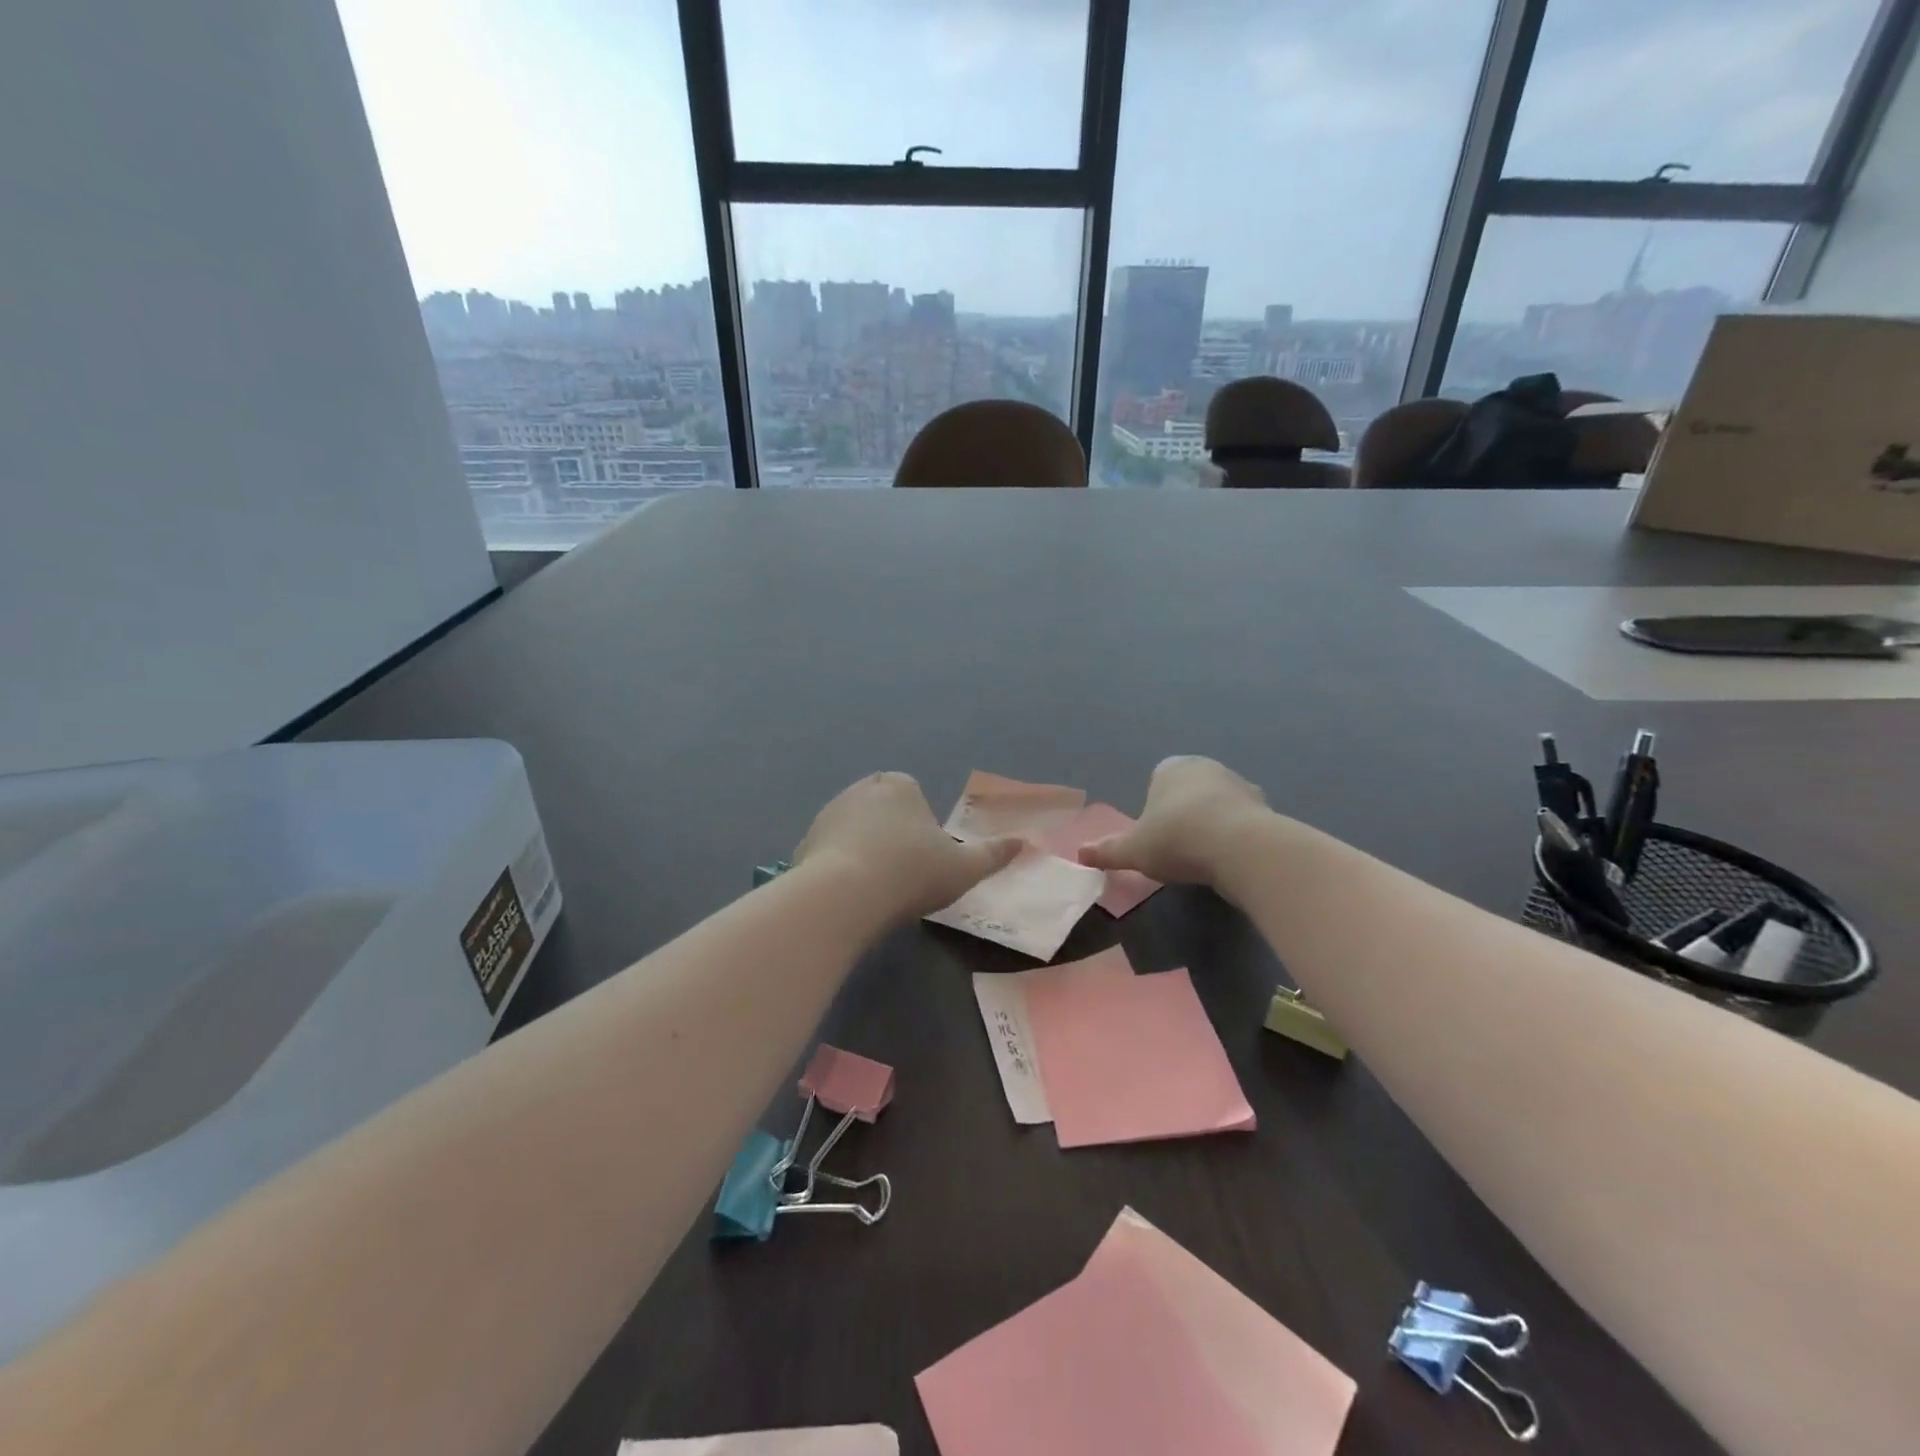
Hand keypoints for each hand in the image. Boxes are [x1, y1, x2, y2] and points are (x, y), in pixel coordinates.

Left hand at [794, 772, 1022, 920]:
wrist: (846, 894)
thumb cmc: (912, 873)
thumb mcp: (964, 868)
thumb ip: (993, 854)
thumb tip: (1024, 843)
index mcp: (900, 786)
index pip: (910, 789)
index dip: (918, 817)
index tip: (924, 851)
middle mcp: (862, 789)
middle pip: (880, 803)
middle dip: (888, 826)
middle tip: (901, 866)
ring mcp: (829, 813)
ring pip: (851, 824)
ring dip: (861, 843)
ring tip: (874, 882)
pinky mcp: (805, 841)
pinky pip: (827, 848)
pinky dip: (837, 863)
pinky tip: (848, 892)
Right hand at [1078, 756, 1270, 887]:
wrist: (1239, 847)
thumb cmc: (1176, 839)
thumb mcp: (1133, 850)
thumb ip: (1107, 851)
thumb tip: (1079, 854)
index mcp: (1171, 768)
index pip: (1159, 777)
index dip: (1154, 804)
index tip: (1155, 832)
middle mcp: (1206, 767)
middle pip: (1190, 788)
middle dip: (1185, 811)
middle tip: (1177, 845)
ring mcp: (1240, 784)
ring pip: (1219, 802)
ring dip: (1213, 822)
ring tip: (1205, 856)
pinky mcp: (1265, 807)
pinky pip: (1244, 820)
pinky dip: (1237, 835)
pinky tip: (1230, 859)